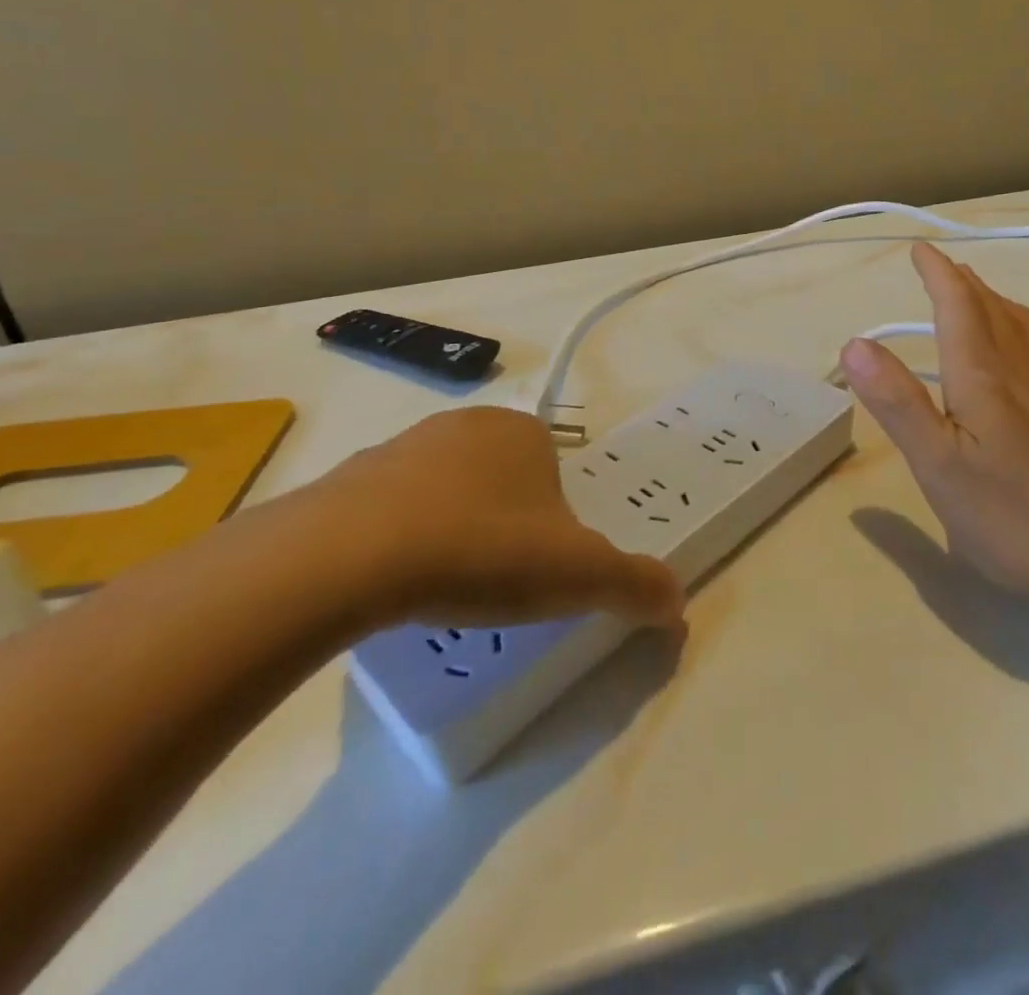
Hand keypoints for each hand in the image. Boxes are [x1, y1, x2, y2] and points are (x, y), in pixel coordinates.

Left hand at [278, 407, 684, 632]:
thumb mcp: (579, 575)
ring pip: (447, 493)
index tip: (539, 568)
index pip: (555, 473)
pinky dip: (400, 541)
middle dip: (505, 526)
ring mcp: (404, 445)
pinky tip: (395, 583)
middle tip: (497, 583)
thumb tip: (677, 604)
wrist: (353, 555)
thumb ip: (635, 584)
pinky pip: (391, 510)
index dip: (555, 523)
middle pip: (502, 481)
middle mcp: (467, 425)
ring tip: (444, 589)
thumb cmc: (484, 549)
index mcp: (524, 432)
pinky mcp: (351, 478)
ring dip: (453, 531)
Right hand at [839, 242, 1028, 616]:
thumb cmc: (1014, 516)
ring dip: (999, 302)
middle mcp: (1023, 375)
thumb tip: (854, 344)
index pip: (959, 308)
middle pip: (994, 312)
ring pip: (1027, 330)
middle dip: (965, 283)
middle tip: (944, 266)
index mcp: (984, 378)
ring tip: (983, 296)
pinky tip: (1025, 359)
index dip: (938, 275)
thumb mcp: (937, 464)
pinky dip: (1024, 333)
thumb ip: (897, 402)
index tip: (921, 249)